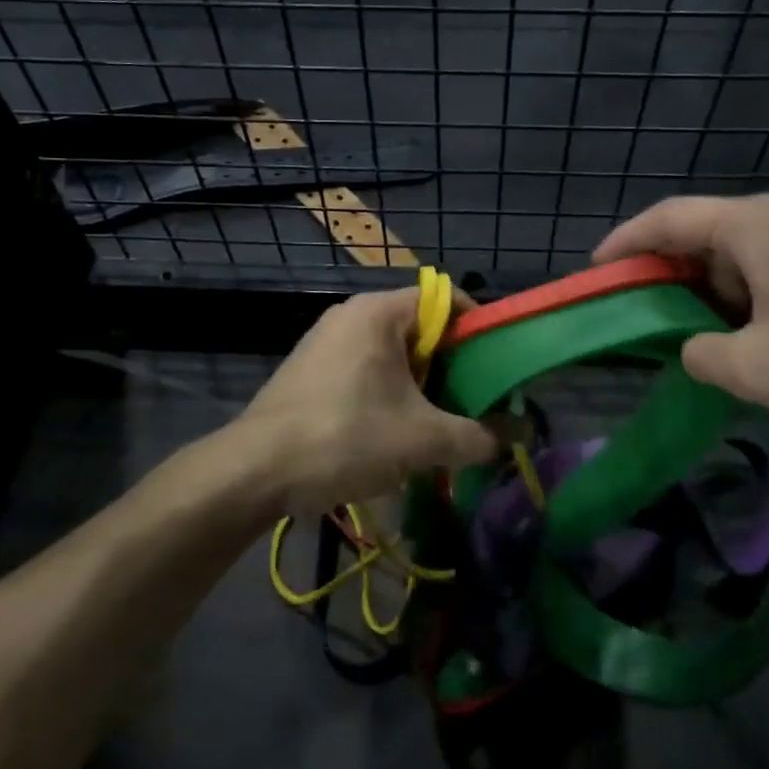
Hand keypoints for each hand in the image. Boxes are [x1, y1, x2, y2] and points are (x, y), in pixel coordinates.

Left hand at [233, 289, 499, 513]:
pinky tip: (393, 434)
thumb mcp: (421, 440)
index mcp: (379, 312)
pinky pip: (364, 370)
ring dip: (420, 386)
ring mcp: (325, 342)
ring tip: (438, 425)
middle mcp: (351, 315)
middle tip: (472, 403)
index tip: (496, 367)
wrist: (254, 469)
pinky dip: (387, 394)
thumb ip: (476, 437)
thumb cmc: (345, 436)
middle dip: (451, 366)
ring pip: (391, 354)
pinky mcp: (309, 370)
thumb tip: (514, 440)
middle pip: (420, 328)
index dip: (478, 328)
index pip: (446, 298)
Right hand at [595, 194, 768, 423]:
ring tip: (678, 339)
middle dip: (658, 277)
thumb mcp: (755, 367)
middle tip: (630, 317)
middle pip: (696, 238)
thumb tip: (693, 348)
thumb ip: (700, 356)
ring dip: (700, 298)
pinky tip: (738, 345)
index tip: (592, 275)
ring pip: (732, 264)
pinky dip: (737, 308)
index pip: (663, 219)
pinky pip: (764, 281)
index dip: (621, 244)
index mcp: (747, 227)